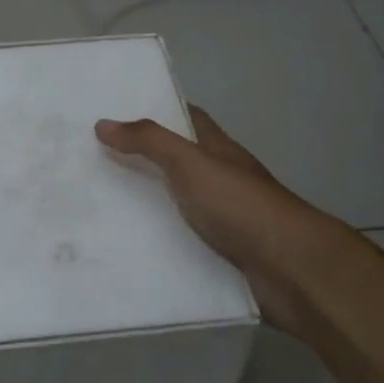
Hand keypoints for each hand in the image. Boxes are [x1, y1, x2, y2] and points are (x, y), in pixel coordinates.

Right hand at [95, 107, 341, 335]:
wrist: (290, 271)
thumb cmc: (241, 205)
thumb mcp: (191, 163)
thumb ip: (149, 141)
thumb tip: (103, 123)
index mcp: (219, 151)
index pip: (188, 119)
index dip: (159, 111)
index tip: (118, 113)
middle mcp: (222, 181)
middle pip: (178, 163)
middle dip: (142, 161)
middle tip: (93, 163)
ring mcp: (224, 220)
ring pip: (177, 207)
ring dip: (147, 208)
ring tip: (97, 209)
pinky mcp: (220, 258)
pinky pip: (181, 246)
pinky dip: (159, 246)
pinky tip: (126, 251)